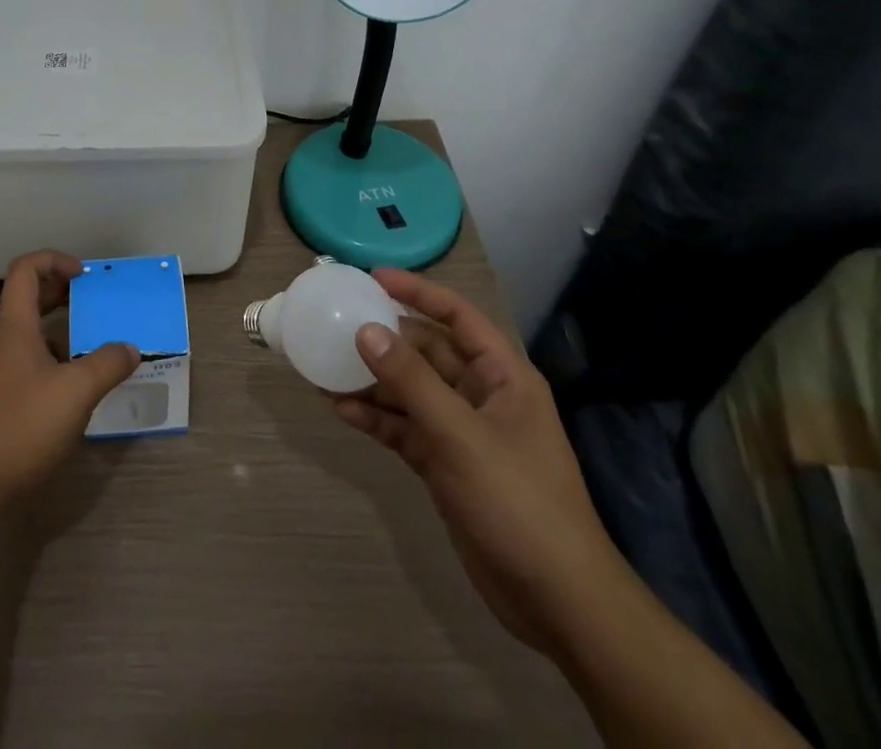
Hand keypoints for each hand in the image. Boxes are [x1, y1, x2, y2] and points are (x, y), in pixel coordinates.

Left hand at [0, 251, 139, 522]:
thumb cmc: (20, 426)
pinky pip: (20, 365)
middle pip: (25, 300)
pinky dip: (45, 363)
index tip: (83, 274)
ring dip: (55, 332)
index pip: (25, 270)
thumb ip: (106, 365)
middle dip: (59, 294)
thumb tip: (130, 348)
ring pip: (24, 336)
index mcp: (14, 326)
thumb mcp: (75, 393)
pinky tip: (66, 392)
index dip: (54, 260)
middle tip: (91, 303)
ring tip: (87, 350)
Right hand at [333, 269, 627, 658]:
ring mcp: (462, 431)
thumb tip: (365, 330)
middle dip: (384, 338)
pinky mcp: (445, 464)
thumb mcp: (461, 435)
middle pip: (426, 351)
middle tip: (336, 323)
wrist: (555, 601)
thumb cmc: (518, 502)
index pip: (457, 315)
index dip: (417, 291)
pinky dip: (376, 418)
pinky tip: (341, 410)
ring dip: (372, 380)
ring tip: (325, 366)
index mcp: (502, 376)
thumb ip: (411, 381)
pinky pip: (404, 427)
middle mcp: (481, 395)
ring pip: (410, 390)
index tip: (372, 278)